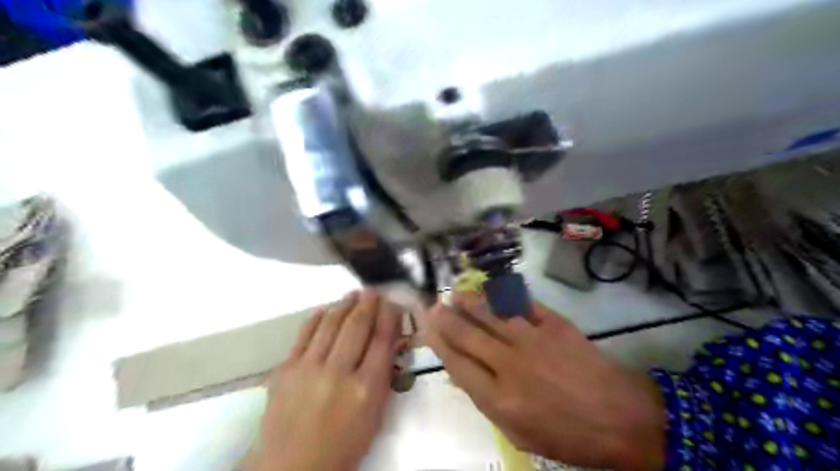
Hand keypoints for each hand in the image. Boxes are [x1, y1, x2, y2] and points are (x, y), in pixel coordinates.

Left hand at [250, 290, 401, 469]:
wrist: (291, 466)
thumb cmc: (342, 445)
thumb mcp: (375, 416)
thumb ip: (384, 376)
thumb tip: (390, 341)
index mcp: (366, 388)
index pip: (382, 340)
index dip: (390, 316)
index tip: (393, 303)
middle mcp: (338, 372)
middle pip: (357, 325)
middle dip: (369, 303)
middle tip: (374, 291)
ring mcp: (309, 368)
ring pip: (331, 323)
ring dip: (345, 304)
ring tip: (353, 293)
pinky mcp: (286, 368)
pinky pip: (305, 334)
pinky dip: (317, 317)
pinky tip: (326, 309)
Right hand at [423, 295, 666, 469]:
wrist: (623, 417)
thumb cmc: (569, 435)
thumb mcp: (521, 435)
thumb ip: (488, 403)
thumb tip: (461, 374)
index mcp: (499, 398)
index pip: (458, 363)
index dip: (439, 342)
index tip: (427, 327)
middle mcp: (509, 364)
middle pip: (468, 335)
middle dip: (447, 318)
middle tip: (433, 304)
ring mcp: (532, 340)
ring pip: (491, 314)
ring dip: (470, 302)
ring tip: (455, 294)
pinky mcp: (554, 324)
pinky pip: (523, 305)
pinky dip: (503, 296)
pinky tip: (491, 290)